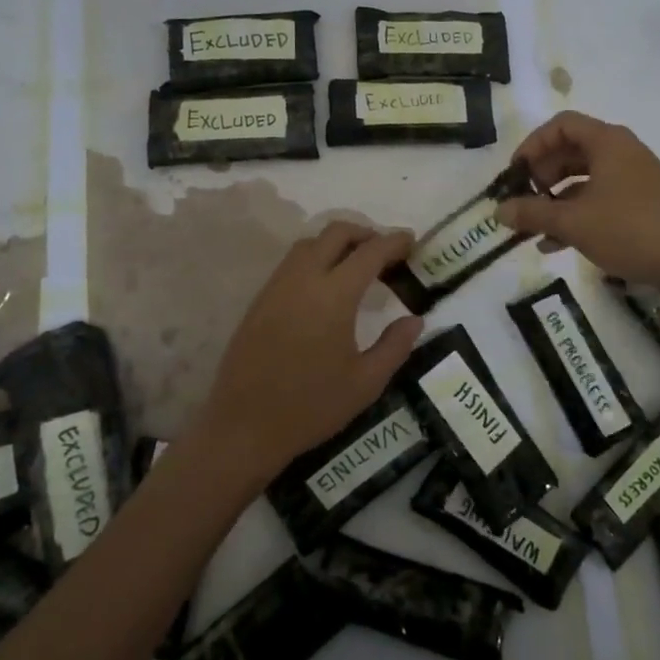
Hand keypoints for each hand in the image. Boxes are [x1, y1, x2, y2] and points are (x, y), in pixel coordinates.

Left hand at [196, 221, 424, 484]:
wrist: (244, 427)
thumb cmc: (311, 407)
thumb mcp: (365, 383)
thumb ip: (394, 346)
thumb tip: (414, 319)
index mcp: (334, 296)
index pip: (369, 252)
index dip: (394, 242)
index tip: (411, 240)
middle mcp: (303, 279)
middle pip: (336, 232)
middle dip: (365, 232)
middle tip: (386, 251)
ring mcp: (277, 286)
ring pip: (310, 242)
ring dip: (337, 242)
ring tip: (357, 265)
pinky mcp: (260, 299)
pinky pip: (292, 262)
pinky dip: (315, 257)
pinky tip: (325, 285)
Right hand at [495, 111, 659, 299]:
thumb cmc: (630, 230)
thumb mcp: (574, 223)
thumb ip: (532, 214)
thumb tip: (498, 211)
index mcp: (607, 142)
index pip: (561, 125)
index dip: (532, 145)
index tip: (515, 174)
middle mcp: (621, 152)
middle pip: (570, 151)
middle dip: (541, 176)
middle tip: (523, 201)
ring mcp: (634, 178)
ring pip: (583, 179)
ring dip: (555, 200)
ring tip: (534, 228)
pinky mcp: (641, 203)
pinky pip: (599, 198)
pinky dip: (576, 214)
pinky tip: (556, 244)